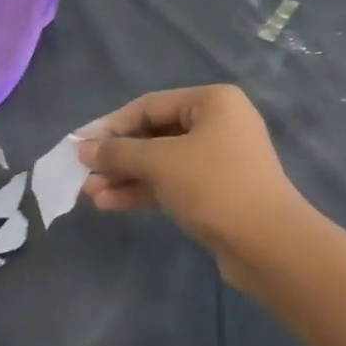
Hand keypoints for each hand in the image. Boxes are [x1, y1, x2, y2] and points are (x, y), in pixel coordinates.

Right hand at [76, 85, 304, 280]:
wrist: (269, 244)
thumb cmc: (214, 185)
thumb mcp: (161, 163)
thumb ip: (119, 153)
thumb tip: (83, 150)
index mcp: (213, 101)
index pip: (149, 105)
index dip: (110, 125)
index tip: (77, 145)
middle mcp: (218, 123)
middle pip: (154, 134)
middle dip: (117, 156)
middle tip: (81, 175)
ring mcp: (219, 158)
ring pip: (161, 161)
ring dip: (126, 176)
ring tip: (89, 194)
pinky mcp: (216, 190)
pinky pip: (173, 182)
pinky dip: (144, 191)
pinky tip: (110, 204)